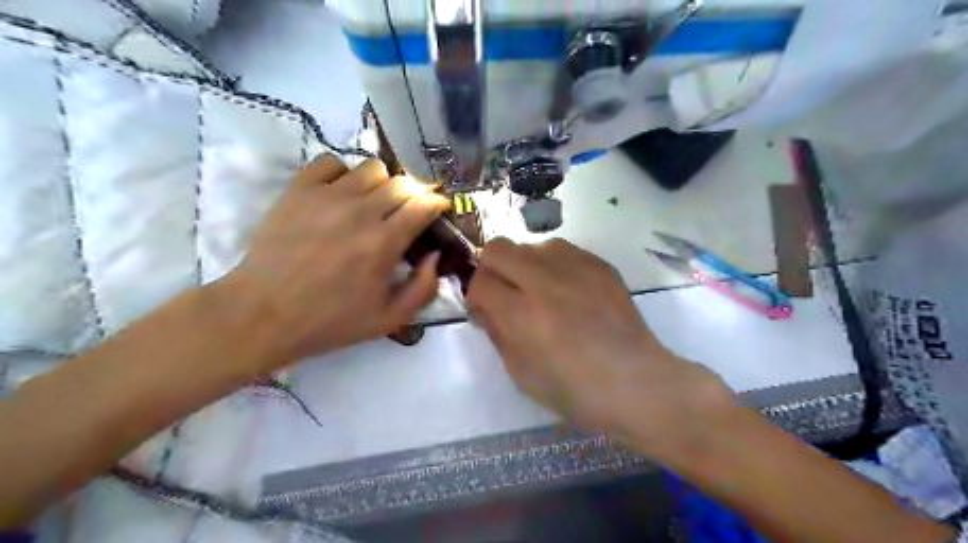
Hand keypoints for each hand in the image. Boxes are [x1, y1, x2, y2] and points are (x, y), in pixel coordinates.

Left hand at [214, 152, 448, 369]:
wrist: (262, 314)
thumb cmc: (330, 321)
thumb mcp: (389, 319)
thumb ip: (423, 288)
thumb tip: (434, 255)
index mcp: (384, 243)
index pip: (423, 204)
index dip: (438, 203)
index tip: (439, 209)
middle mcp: (360, 211)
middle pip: (402, 182)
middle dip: (415, 193)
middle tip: (410, 210)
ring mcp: (327, 196)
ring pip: (371, 168)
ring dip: (383, 183)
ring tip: (375, 202)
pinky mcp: (298, 190)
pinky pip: (331, 162)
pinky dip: (344, 173)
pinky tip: (341, 194)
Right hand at [465, 239, 730, 455]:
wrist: (637, 383)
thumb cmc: (576, 391)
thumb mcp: (522, 374)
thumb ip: (497, 333)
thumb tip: (486, 307)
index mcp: (522, 315)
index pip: (480, 282)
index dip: (476, 296)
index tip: (485, 310)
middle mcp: (545, 282)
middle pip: (498, 248)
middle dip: (492, 269)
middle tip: (506, 293)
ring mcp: (576, 268)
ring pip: (531, 244)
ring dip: (525, 264)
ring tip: (540, 290)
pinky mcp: (600, 265)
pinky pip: (564, 249)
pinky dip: (554, 265)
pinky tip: (568, 289)